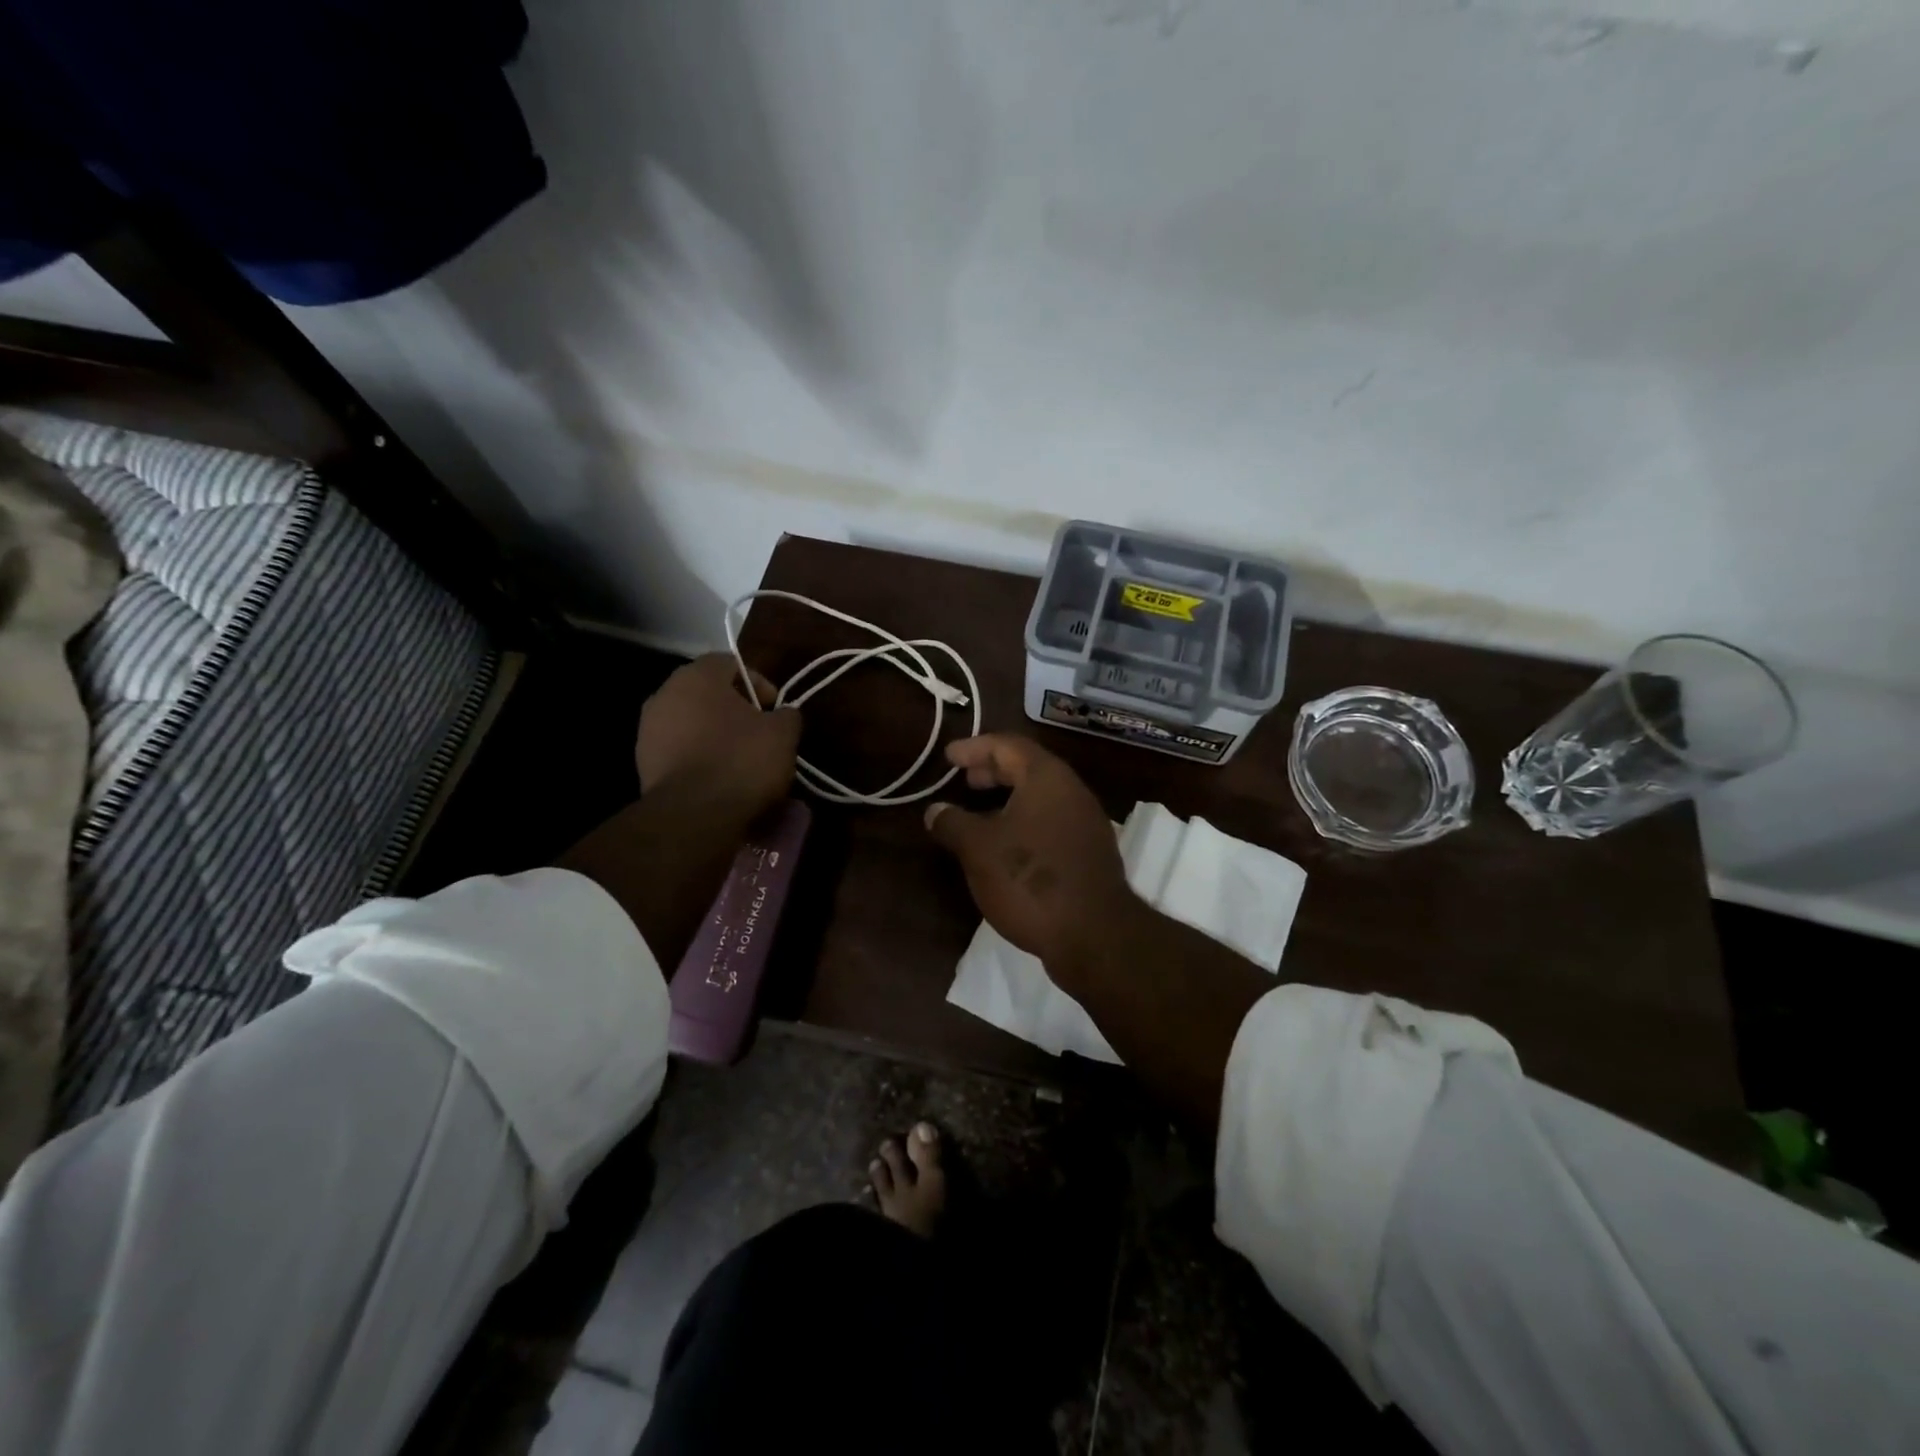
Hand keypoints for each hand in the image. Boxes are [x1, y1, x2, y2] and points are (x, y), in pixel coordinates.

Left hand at [636, 654, 800, 817]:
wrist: (694, 816)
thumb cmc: (742, 761)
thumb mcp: (782, 734)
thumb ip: (786, 715)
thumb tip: (782, 714)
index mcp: (697, 677)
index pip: (730, 663)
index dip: (759, 682)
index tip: (775, 708)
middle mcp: (665, 694)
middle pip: (708, 694)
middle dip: (736, 710)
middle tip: (761, 732)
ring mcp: (648, 730)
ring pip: (692, 724)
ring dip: (716, 735)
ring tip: (742, 760)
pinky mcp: (643, 764)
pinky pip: (680, 751)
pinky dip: (700, 758)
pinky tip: (721, 779)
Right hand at [923, 734, 1140, 981]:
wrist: (1094, 935)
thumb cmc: (1030, 880)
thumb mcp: (978, 850)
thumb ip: (953, 823)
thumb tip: (935, 810)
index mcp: (1047, 778)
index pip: (1008, 745)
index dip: (975, 747)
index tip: (948, 757)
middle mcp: (1072, 791)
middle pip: (1028, 767)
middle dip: (993, 769)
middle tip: (965, 779)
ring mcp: (1086, 822)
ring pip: (1041, 796)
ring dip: (1009, 797)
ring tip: (980, 813)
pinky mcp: (1090, 852)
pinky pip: (1051, 821)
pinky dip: (1024, 821)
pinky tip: (1007, 845)